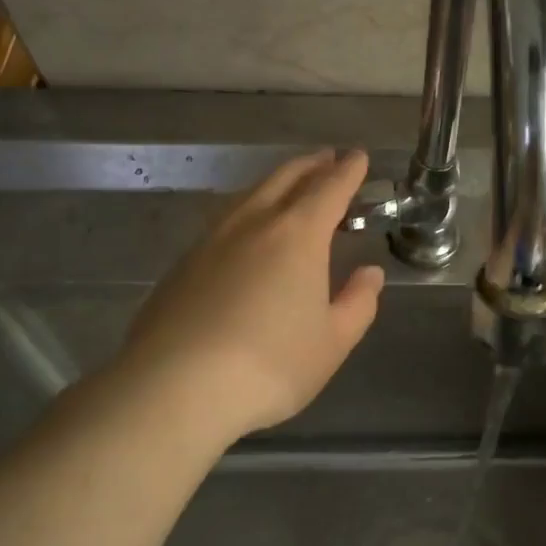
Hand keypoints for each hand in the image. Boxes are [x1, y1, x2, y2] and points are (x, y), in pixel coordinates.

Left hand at [109, 150, 384, 440]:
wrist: (175, 388)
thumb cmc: (270, 365)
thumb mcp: (332, 342)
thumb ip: (358, 303)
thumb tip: (370, 273)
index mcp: (297, 235)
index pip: (329, 189)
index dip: (348, 171)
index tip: (358, 157)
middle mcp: (252, 224)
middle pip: (285, 179)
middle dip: (311, 166)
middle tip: (328, 159)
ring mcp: (210, 241)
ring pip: (249, 196)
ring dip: (276, 184)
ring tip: (289, 187)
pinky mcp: (182, 265)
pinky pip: (223, 222)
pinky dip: (247, 212)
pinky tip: (245, 233)